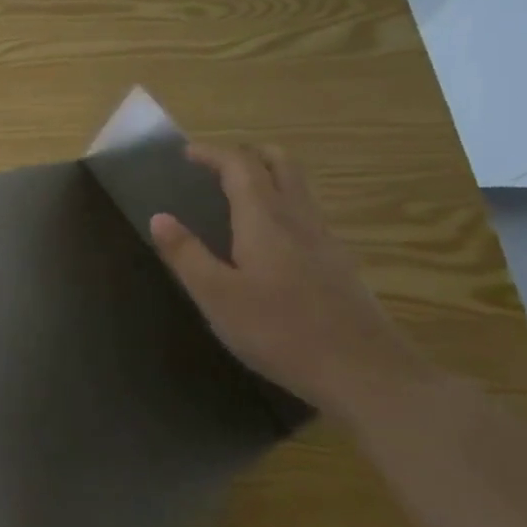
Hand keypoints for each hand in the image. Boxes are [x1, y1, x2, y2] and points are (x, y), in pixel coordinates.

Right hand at [148, 142, 425, 420]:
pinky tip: (269, 239)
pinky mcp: (340, 262)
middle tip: (215, 167)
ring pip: (298, 186)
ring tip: (237, 196)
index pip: (239, 164)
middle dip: (246, 154)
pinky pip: (307, 212)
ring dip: (267, 176)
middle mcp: (298, 217)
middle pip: (279, 162)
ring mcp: (325, 239)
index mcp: (264, 218)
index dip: (212, 153)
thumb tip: (159, 217)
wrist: (366, 373)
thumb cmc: (281, 332)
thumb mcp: (217, 297)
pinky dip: (283, 203)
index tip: (186, 154)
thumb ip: (186, 254)